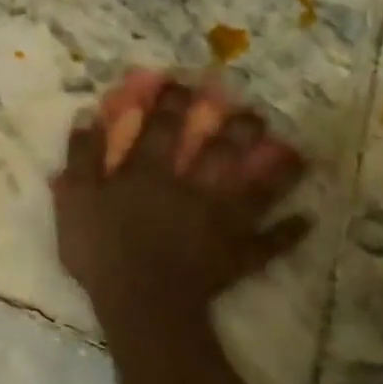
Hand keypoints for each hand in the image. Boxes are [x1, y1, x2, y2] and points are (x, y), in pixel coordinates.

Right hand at [52, 73, 310, 322]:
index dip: (172, 101)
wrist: (141, 301)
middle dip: (237, 127)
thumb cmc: (102, 250)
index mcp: (151, 172)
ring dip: (276, 170)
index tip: (183, 82)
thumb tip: (87, 115)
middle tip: (253, 110)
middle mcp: (192, 187)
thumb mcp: (74, 200)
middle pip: (220, 150)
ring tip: (296, 153)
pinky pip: (269, 242)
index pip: (162, 127)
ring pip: (255, 189)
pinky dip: (289, 233)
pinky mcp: (236, 254)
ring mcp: (220, 221)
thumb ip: (81, 157)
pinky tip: (307, 221)